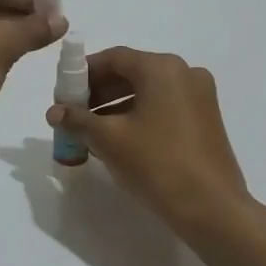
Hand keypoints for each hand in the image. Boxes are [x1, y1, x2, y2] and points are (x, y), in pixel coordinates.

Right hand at [47, 47, 252, 233]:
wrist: (211, 208)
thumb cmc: (156, 163)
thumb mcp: (108, 139)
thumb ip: (78, 120)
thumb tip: (54, 112)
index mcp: (162, 68)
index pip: (113, 58)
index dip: (83, 73)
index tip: (63, 94)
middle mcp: (185, 72)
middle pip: (132, 72)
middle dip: (99, 92)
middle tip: (74, 114)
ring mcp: (200, 96)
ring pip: (148, 91)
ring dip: (117, 106)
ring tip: (92, 131)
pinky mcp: (206, 119)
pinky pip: (164, 106)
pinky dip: (140, 115)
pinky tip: (120, 140)